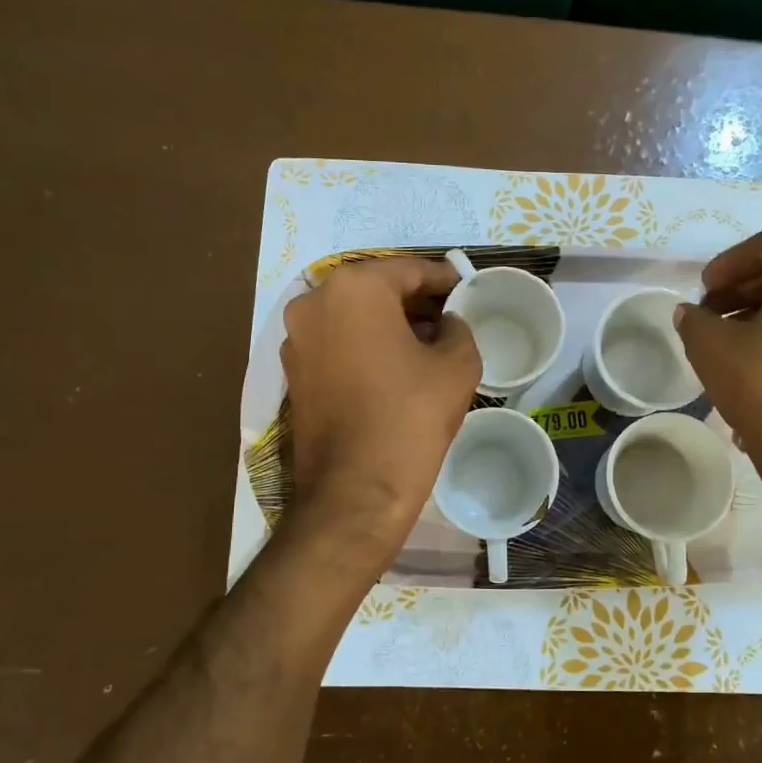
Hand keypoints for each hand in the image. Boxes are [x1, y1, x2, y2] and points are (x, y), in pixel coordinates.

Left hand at [281, 257, 479, 559]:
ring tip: (428, 343)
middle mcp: (314, 302)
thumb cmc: (410, 418)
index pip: (410, 270)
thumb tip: (446, 323)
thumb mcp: (457, 365)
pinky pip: (338, 342)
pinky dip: (366, 345)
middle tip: (451, 316)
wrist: (355, 492)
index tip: (468, 289)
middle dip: (416, 300)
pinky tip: (396, 366)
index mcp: (354, 289)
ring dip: (390, 323)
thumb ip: (458, 328)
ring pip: (354, 316)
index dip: (445, 279)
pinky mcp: (293, 372)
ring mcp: (297, 338)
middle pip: (377, 289)